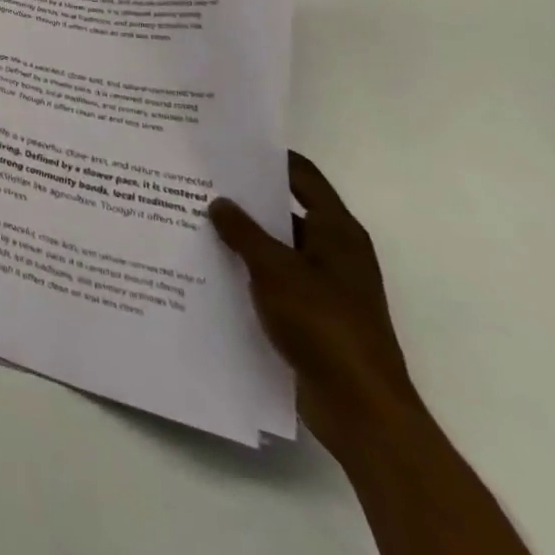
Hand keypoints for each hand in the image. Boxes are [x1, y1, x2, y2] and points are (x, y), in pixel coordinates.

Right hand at [209, 152, 419, 451]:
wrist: (360, 410)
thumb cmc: (324, 325)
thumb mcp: (275, 269)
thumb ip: (243, 231)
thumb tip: (219, 202)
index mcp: (337, 232)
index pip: (302, 176)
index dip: (270, 157)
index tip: (229, 144)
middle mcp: (335, 252)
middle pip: (286, 210)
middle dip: (246, 198)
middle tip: (199, 180)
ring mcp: (325, 286)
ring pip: (277, 247)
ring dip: (243, 236)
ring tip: (194, 219)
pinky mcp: (312, 315)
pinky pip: (274, 279)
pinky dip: (248, 269)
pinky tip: (211, 266)